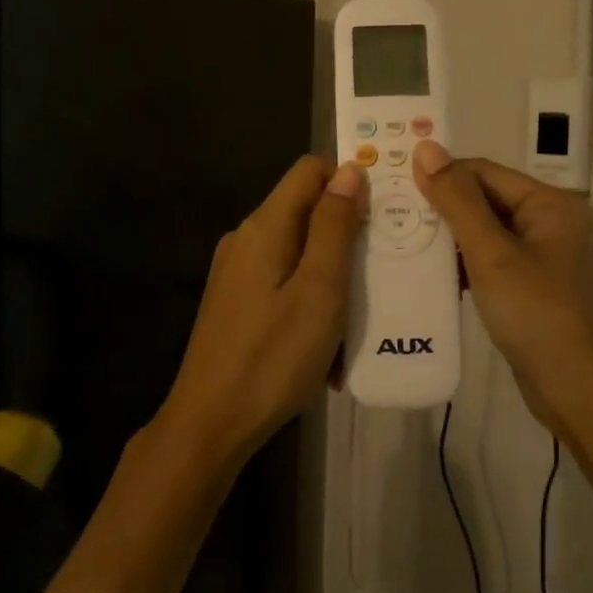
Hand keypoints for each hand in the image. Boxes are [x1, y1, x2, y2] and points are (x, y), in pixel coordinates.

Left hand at [159, 156, 365, 466]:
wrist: (210, 422)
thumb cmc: (273, 356)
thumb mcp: (319, 290)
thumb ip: (334, 227)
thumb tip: (350, 170)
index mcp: (265, 226)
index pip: (310, 170)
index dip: (349, 181)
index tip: (383, 214)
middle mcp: (247, 238)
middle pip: (306, 210)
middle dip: (346, 232)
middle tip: (382, 268)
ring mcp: (237, 271)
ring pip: (299, 250)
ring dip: (332, 273)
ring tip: (360, 313)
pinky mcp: (237, 301)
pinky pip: (284, 281)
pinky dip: (311, 297)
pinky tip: (327, 341)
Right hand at [411, 141, 592, 435]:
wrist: (582, 393)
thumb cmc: (538, 315)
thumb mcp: (492, 255)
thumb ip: (457, 200)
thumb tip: (426, 148)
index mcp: (552, 204)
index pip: (485, 172)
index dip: (441, 176)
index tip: (396, 187)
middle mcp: (554, 222)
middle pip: (488, 200)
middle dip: (443, 208)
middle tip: (393, 216)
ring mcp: (548, 257)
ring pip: (488, 233)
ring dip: (451, 238)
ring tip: (404, 242)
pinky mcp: (537, 287)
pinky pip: (495, 261)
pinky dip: (466, 263)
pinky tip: (434, 273)